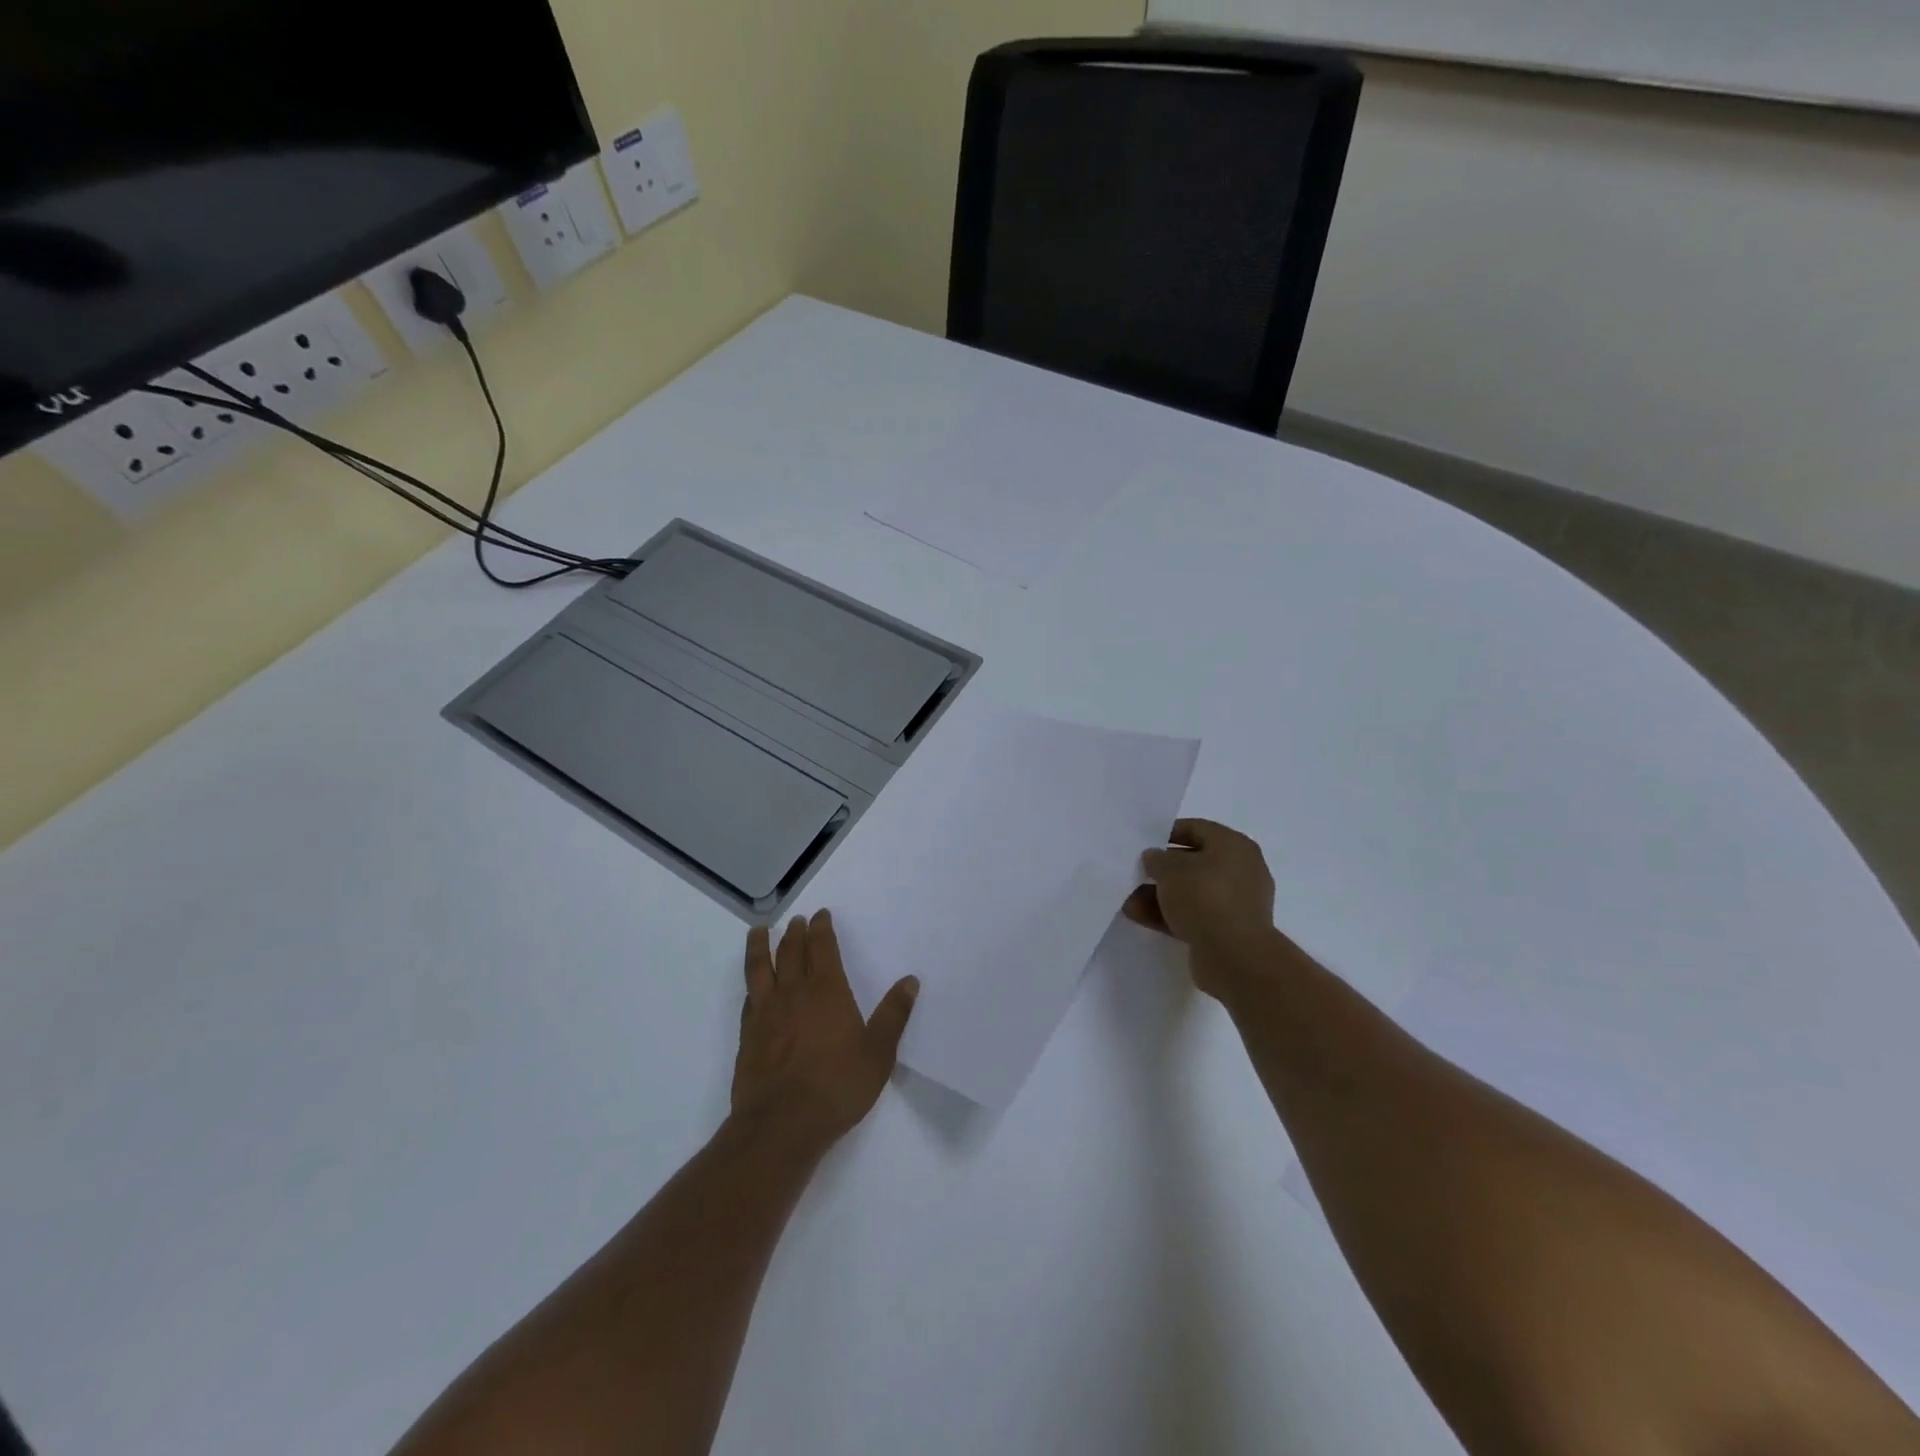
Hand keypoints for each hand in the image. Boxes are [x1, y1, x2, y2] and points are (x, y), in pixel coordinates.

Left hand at [732, 911, 919, 1149]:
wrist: (781, 1125)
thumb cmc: (837, 1086)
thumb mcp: (878, 1053)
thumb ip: (893, 1015)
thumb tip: (910, 981)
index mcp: (827, 991)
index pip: (822, 948)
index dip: (821, 929)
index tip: (821, 914)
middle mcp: (794, 993)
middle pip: (791, 952)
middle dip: (795, 933)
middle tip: (797, 920)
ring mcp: (766, 1013)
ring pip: (761, 968)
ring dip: (761, 946)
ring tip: (759, 931)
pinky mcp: (748, 1036)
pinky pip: (749, 998)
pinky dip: (751, 984)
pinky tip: (753, 986)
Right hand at [1123, 819, 1279, 1001]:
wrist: (1235, 957)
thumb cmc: (1205, 898)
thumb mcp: (1171, 869)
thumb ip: (1157, 859)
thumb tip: (1154, 858)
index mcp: (1233, 846)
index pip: (1196, 829)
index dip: (1167, 832)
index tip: (1142, 842)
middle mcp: (1239, 870)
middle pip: (1193, 862)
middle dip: (1160, 869)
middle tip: (1134, 871)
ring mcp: (1234, 903)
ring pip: (1190, 892)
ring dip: (1159, 894)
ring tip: (1127, 897)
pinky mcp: (1226, 930)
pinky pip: (1192, 915)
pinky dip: (1167, 914)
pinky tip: (1137, 915)